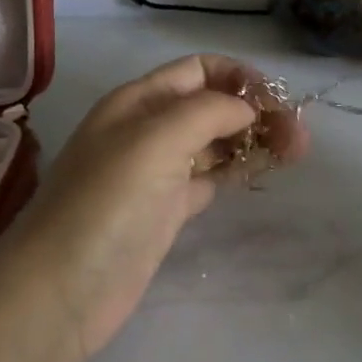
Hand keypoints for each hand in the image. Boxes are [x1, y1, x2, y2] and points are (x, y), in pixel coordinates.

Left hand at [0, 54, 307, 361]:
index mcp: (140, 101)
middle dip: (256, 111)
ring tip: (296, 153)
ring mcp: (158, 172)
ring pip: (216, 142)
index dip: (240, 78)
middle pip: (213, 105)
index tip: (277, 102)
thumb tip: (247, 110)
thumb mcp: (155, 140)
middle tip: (300, 138)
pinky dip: (238, 170)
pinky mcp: (167, 210)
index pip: (199, 70)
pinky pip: (211, 177)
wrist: (62, 291)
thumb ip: (207, 112)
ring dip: (254, 140)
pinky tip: (263, 173)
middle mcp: (148, 129)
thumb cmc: (106, 204)